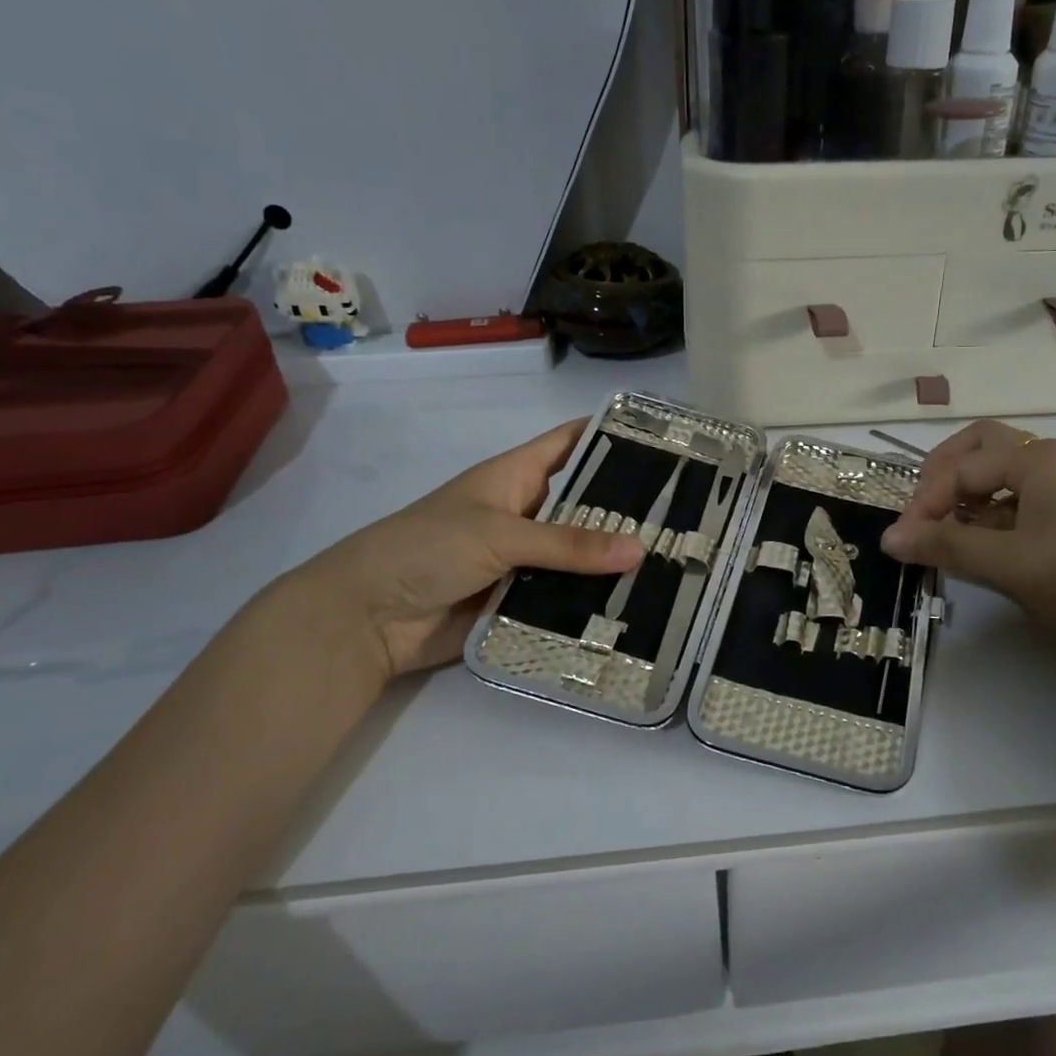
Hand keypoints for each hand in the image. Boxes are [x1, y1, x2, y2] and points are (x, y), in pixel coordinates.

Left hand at [294, 420, 643, 681]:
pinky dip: (594, 601)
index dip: (611, 436)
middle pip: (585, 504)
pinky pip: (566, 596)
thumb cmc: (427, 548)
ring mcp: (525, 559)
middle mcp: (526, 514)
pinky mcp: (521, 599)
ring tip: (676, 563)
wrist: (367, 619)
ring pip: (580, 555)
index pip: (570, 444)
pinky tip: (639, 607)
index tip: (665, 441)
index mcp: (516, 477)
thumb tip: (640, 549)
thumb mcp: (500, 535)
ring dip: (615, 561)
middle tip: (689, 515)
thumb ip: (569, 543)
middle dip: (628, 509)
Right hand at [880, 420, 1055, 654]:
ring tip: (946, 528)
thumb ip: (945, 546)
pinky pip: (1017, 493)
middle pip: (979, 447)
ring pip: (998, 470)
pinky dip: (990, 509)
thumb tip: (888, 539)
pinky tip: (982, 541)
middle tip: (921, 510)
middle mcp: (1049, 457)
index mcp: (1035, 459)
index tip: (904, 540)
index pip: (961, 468)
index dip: (925, 501)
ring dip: (966, 492)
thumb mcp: (1007, 564)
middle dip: (943, 475)